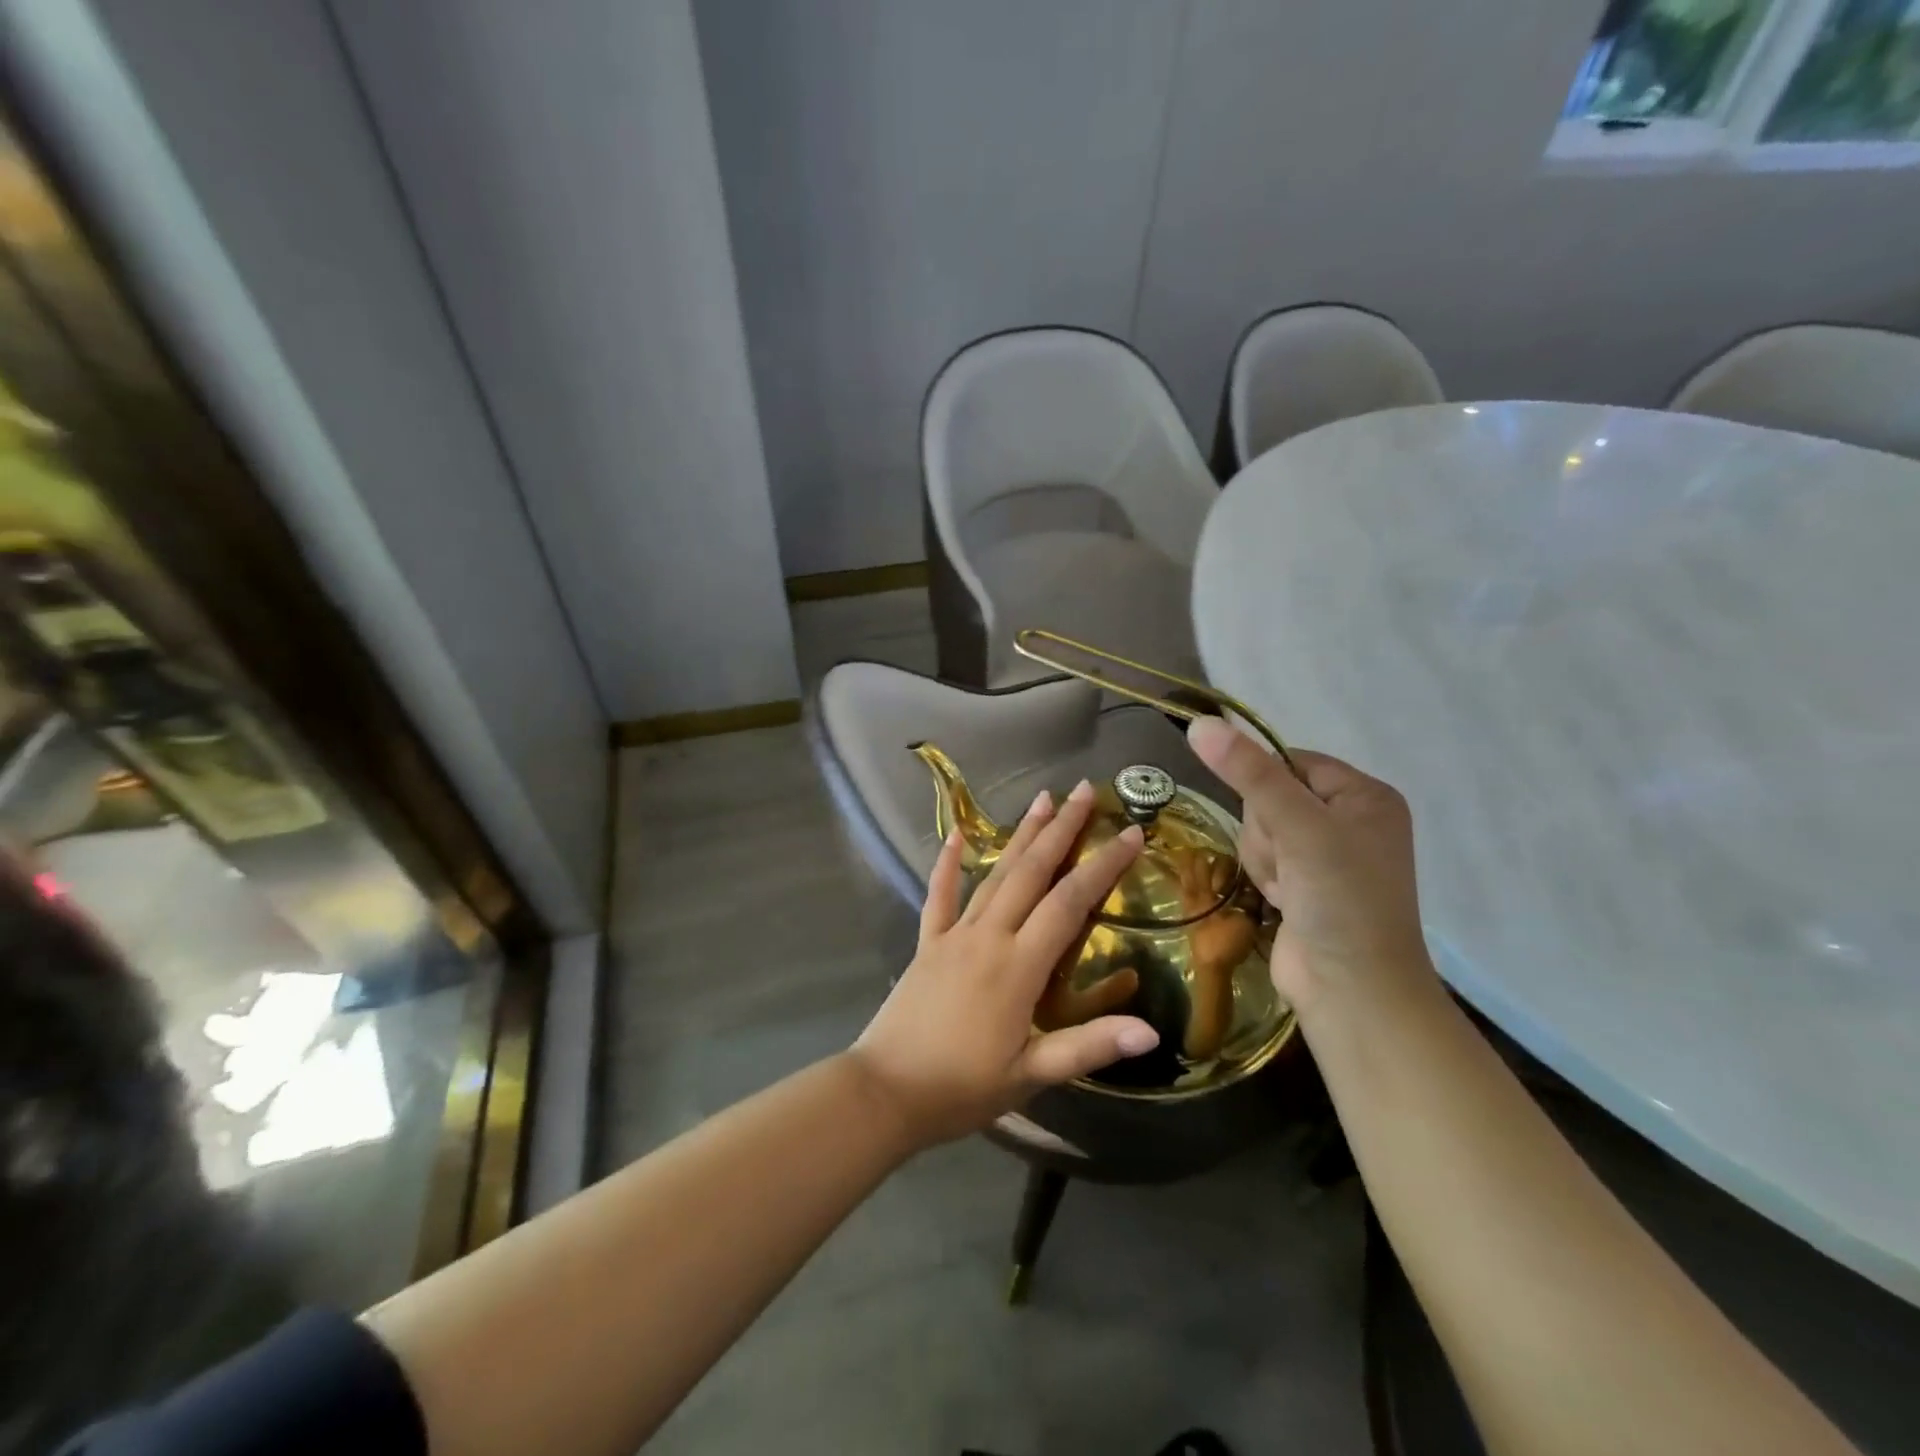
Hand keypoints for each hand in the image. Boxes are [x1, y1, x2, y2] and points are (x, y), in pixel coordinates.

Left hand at [848, 781, 1160, 1147]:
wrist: (886, 1091)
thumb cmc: (962, 1087)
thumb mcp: (1032, 1075)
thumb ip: (1089, 1047)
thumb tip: (1152, 1032)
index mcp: (1019, 966)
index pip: (1070, 902)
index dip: (1103, 866)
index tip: (1129, 832)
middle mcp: (989, 936)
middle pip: (1031, 872)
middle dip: (1061, 829)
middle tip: (1083, 790)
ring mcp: (954, 935)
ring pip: (994, 875)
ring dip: (1020, 836)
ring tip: (1042, 799)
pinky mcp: (927, 943)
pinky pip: (939, 896)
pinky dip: (947, 864)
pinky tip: (955, 836)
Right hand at [1185, 717, 1434, 1019]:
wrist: (1353, 991)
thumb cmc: (1340, 899)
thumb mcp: (1298, 826)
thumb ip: (1249, 773)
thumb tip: (1200, 723)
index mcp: (1364, 795)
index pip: (1290, 761)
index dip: (1265, 785)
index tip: (1273, 818)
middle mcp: (1349, 820)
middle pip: (1269, 797)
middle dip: (1266, 832)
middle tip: (1289, 864)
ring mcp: (1327, 856)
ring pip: (1260, 830)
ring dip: (1264, 859)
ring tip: (1287, 890)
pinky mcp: (1306, 886)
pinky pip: (1264, 859)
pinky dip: (1266, 879)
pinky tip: (1283, 903)